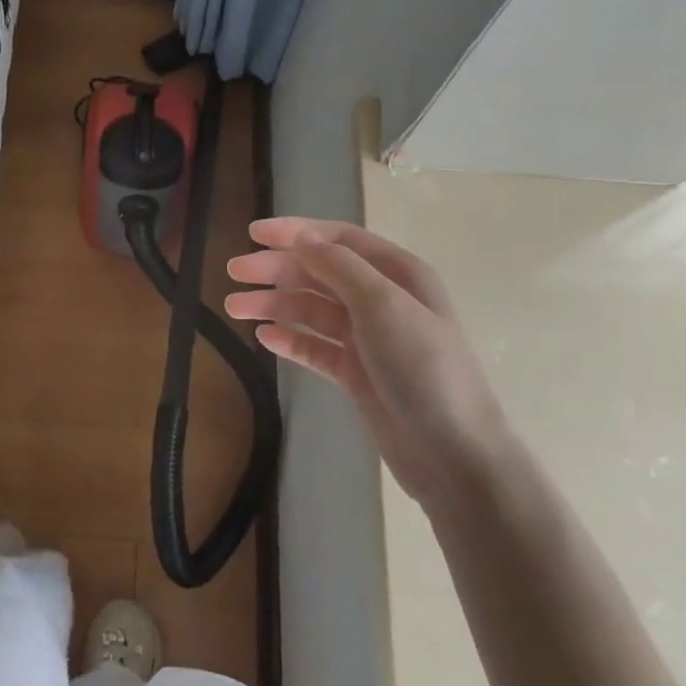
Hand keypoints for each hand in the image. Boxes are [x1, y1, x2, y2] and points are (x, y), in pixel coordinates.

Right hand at [225, 218, 517, 510]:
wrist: (452, 452)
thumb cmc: (422, 368)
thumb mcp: (383, 305)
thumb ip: (339, 267)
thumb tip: (301, 238)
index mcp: (398, 274)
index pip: (339, 240)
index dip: (296, 232)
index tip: (253, 233)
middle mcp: (382, 300)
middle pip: (320, 273)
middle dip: (277, 269)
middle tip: (233, 271)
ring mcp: (368, 338)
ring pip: (312, 310)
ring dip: (275, 304)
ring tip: (235, 308)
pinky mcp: (356, 373)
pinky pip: (315, 347)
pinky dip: (290, 339)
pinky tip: (264, 337)